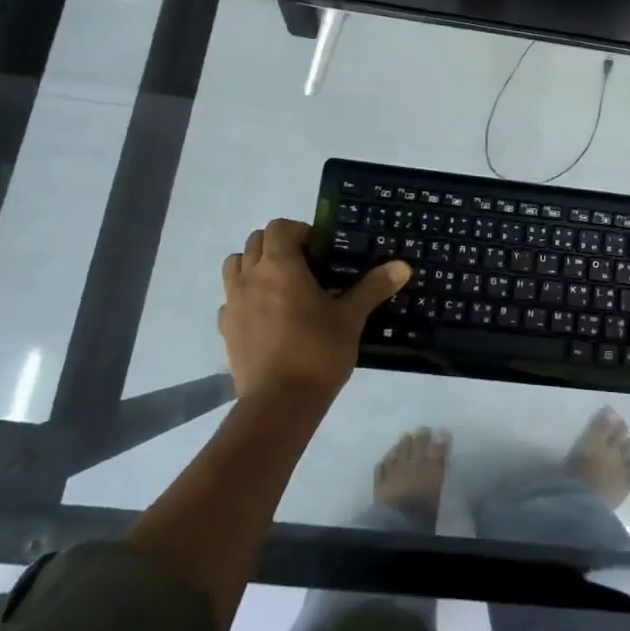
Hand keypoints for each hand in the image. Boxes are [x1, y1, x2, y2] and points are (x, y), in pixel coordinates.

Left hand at [219, 219, 410, 402]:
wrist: (279, 403)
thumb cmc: (317, 351)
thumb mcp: (352, 317)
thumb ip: (374, 287)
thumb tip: (403, 266)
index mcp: (280, 265)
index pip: (280, 227)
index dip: (299, 231)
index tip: (320, 250)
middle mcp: (250, 277)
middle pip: (255, 241)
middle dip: (277, 245)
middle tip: (304, 266)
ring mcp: (233, 304)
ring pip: (235, 266)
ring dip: (254, 266)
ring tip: (280, 286)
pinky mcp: (226, 330)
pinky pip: (231, 300)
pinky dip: (245, 298)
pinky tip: (266, 317)